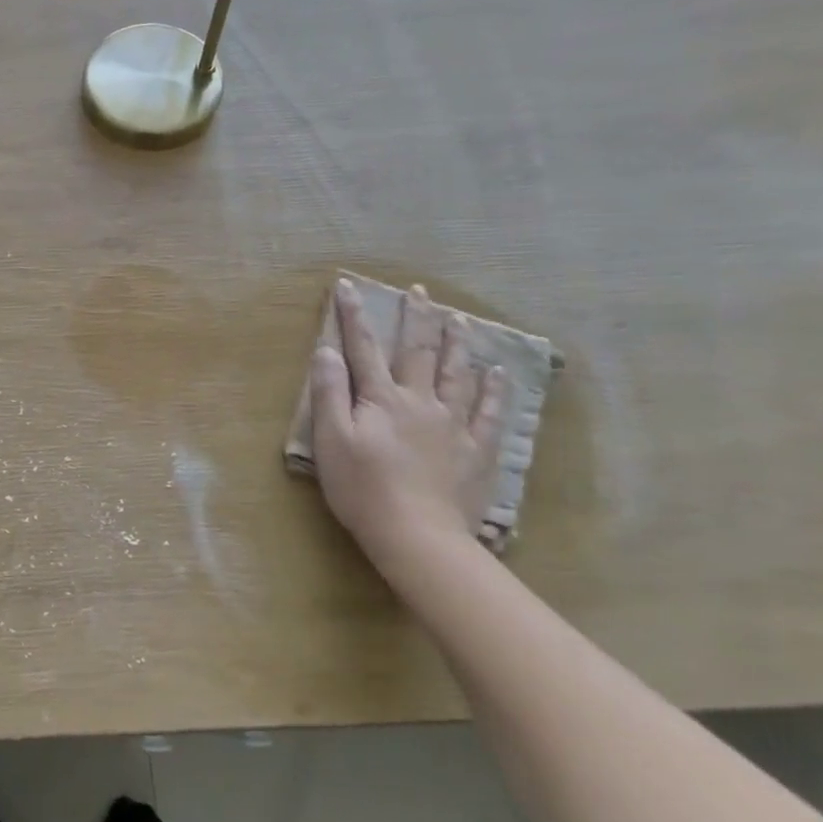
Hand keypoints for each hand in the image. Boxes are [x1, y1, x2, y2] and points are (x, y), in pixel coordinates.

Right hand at [310, 278, 505, 562]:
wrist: (417, 535)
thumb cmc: (362, 488)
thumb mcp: (330, 440)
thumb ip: (329, 393)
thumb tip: (326, 351)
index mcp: (381, 399)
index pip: (363, 348)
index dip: (353, 316)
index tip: (347, 286)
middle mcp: (420, 402)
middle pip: (418, 352)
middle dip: (416, 318)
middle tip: (419, 290)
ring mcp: (452, 426)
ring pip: (457, 375)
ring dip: (456, 344)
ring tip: (460, 319)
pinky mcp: (474, 452)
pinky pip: (488, 413)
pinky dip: (493, 391)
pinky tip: (496, 374)